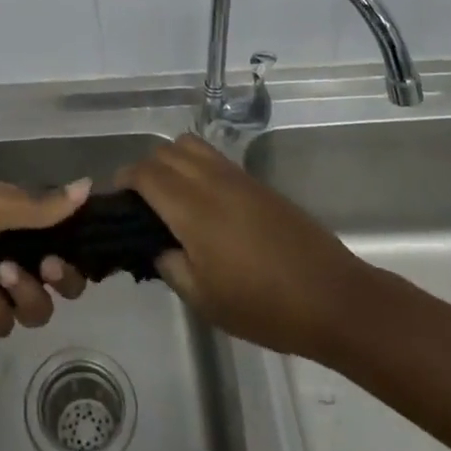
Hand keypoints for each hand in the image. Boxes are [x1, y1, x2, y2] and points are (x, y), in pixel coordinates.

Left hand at [0, 180, 90, 334]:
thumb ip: (39, 206)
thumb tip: (89, 186)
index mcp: (15, 217)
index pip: (62, 236)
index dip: (74, 248)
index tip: (75, 250)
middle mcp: (11, 249)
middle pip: (58, 280)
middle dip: (55, 278)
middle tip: (43, 268)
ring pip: (33, 307)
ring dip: (17, 293)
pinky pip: (0, 323)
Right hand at [119, 135, 369, 358]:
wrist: (333, 298)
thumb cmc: (263, 306)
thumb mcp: (204, 299)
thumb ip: (169, 265)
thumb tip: (156, 244)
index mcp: (190, 207)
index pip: (144, 173)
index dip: (124, 181)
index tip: (118, 202)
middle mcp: (209, 180)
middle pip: (164, 152)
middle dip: (145, 170)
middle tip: (142, 205)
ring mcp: (236, 176)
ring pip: (189, 145)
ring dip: (171, 161)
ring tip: (172, 197)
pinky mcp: (256, 182)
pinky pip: (213, 157)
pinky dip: (196, 166)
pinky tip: (203, 203)